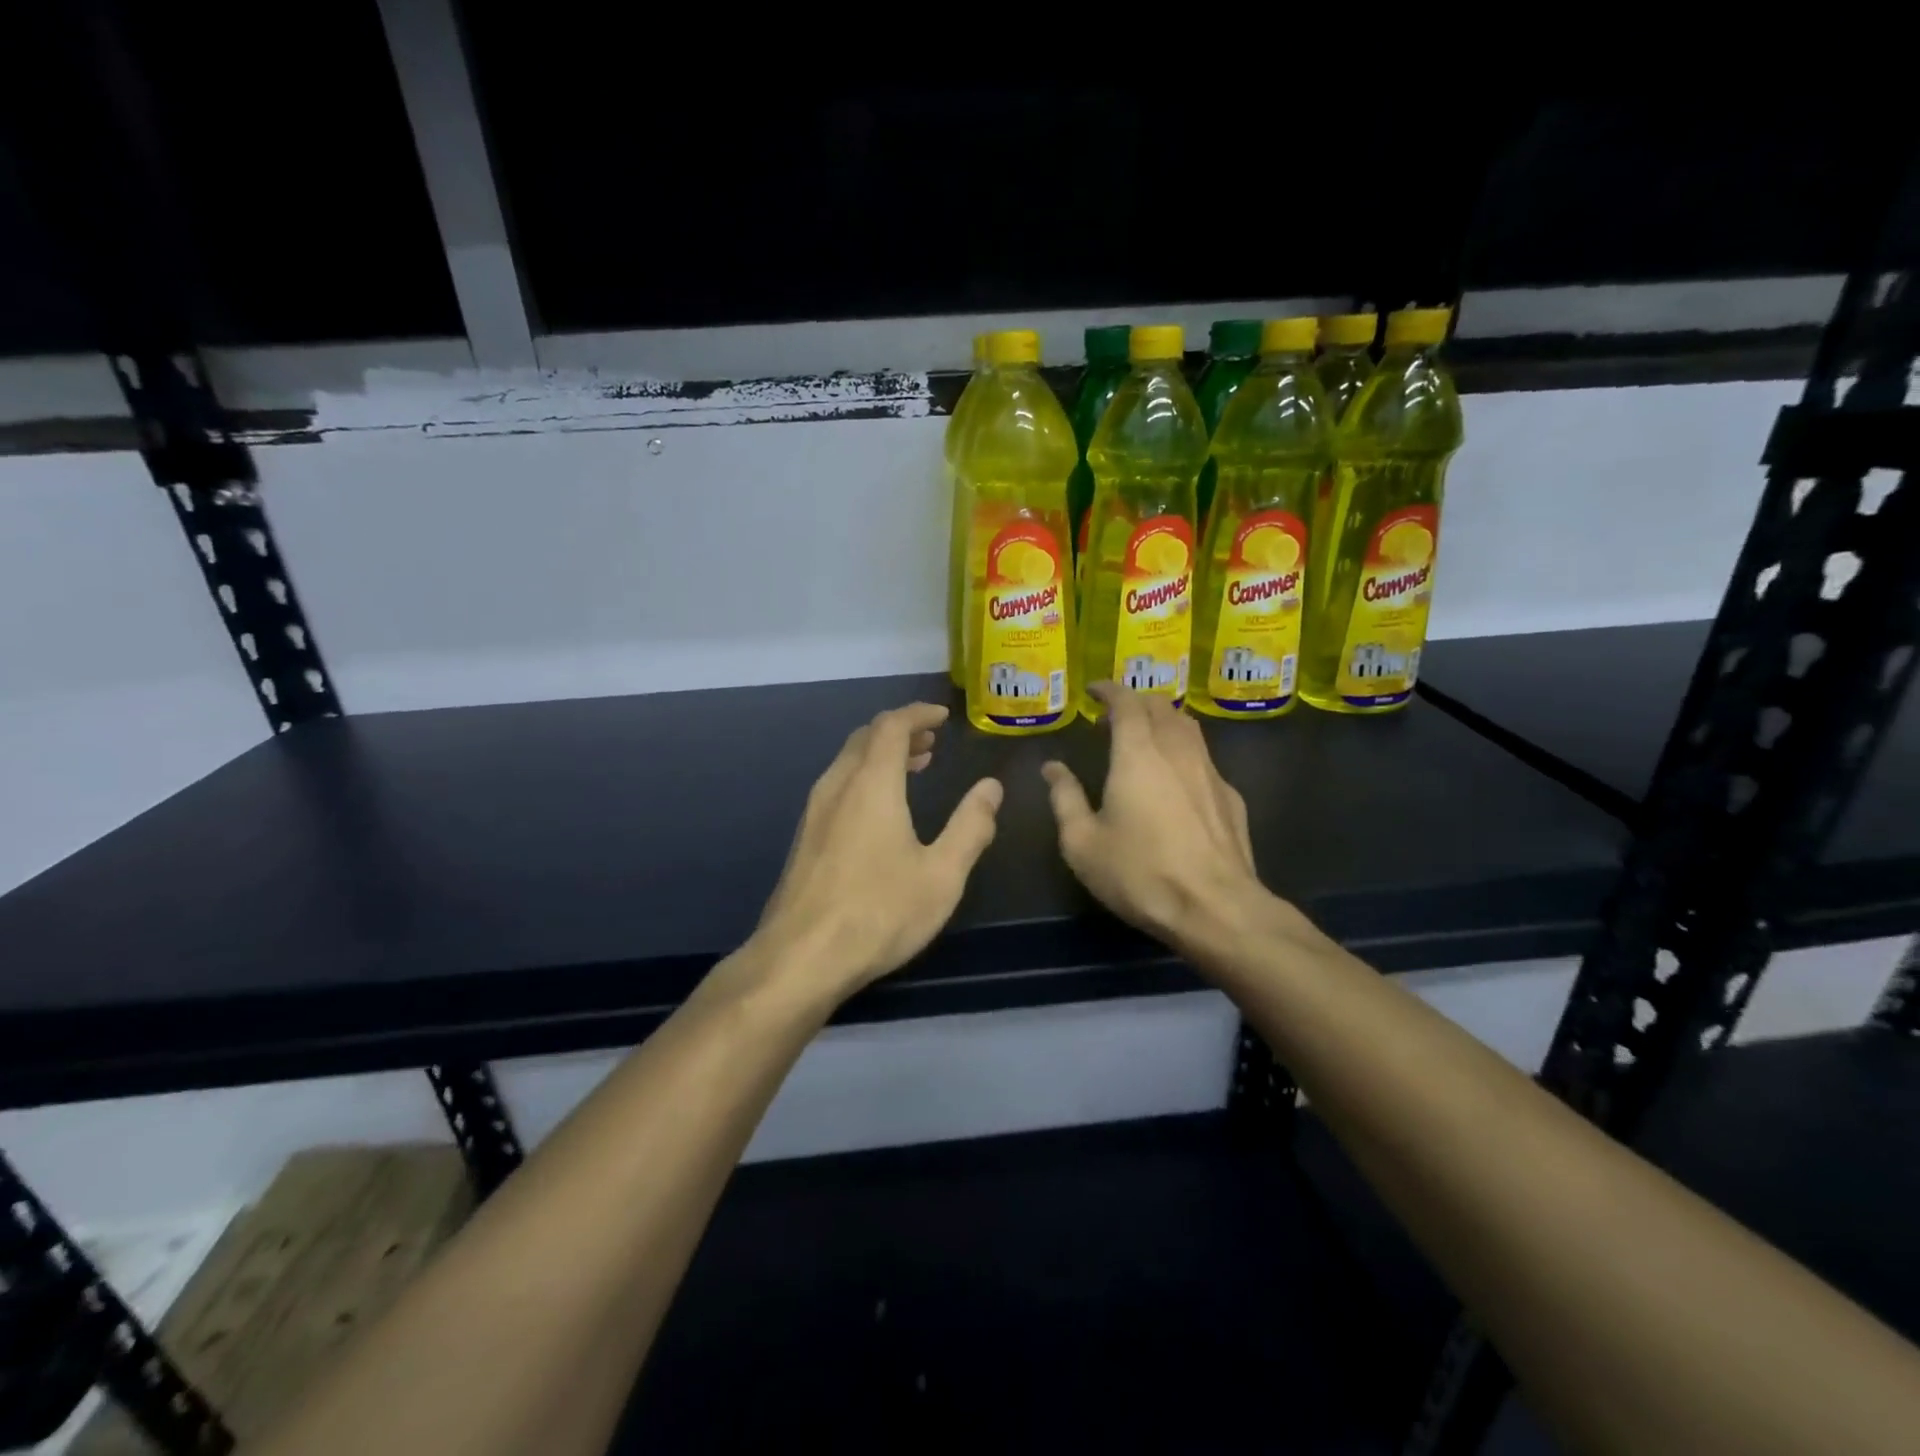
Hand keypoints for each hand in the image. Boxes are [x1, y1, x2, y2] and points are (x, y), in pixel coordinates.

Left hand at [747, 702, 1002, 1004]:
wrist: (800, 958)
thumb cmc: (879, 912)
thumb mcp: (942, 874)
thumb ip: (971, 826)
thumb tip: (991, 788)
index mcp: (872, 784)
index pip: (891, 726)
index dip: (918, 714)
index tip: (943, 717)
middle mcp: (837, 787)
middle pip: (866, 738)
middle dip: (900, 731)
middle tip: (931, 741)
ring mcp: (814, 812)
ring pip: (848, 762)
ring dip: (880, 755)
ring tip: (913, 767)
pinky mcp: (804, 838)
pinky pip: (837, 786)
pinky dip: (864, 777)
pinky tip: (880, 810)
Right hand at [1042, 683, 1269, 949]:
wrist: (1216, 908)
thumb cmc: (1140, 873)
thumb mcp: (1082, 843)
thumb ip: (1065, 798)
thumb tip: (1052, 768)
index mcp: (1137, 754)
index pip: (1126, 703)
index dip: (1109, 690)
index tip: (1094, 690)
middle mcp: (1178, 751)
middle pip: (1161, 706)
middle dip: (1137, 701)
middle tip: (1116, 715)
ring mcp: (1211, 772)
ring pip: (1188, 727)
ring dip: (1164, 721)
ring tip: (1147, 737)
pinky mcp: (1231, 797)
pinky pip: (1205, 758)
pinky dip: (1185, 753)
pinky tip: (1178, 780)